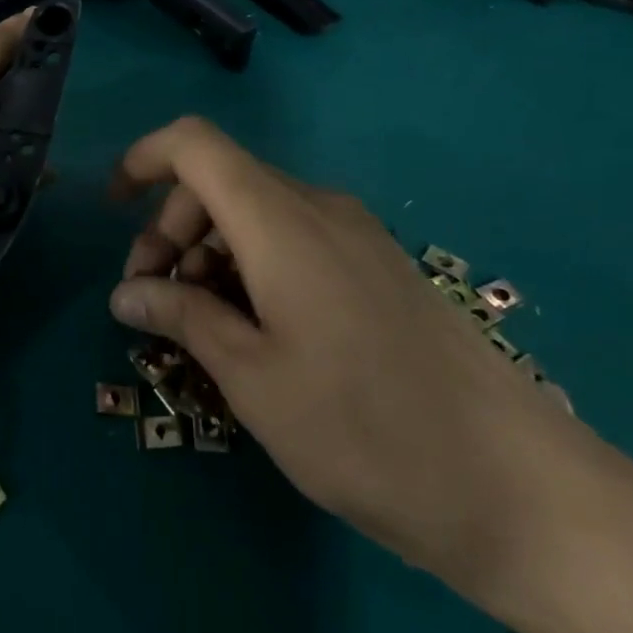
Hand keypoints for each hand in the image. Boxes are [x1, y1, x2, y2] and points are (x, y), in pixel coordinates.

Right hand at [107, 117, 596, 606]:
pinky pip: (294, 236)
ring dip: (211, 251)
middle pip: (220, 181)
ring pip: (256, 211)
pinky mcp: (378, 263)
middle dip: (171, 227)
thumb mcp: (253, 379)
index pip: (194, 145)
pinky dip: (253, 263)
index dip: (143, 159)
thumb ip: (183, 317)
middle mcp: (317, 206)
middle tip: (155, 299)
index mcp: (280, 220)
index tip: (112, 207)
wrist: (519, 488)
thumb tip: (126, 292)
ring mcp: (354, 233)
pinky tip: (258, 330)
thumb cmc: (366, 430)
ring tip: (204, 326)